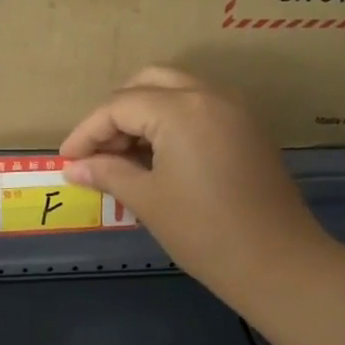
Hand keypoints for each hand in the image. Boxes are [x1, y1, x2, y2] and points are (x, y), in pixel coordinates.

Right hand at [59, 68, 330, 307]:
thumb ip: (108, 173)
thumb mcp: (147, 200)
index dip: (87, 132)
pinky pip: (200, 107)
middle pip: (148, 82)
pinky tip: (158, 157)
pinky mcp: (248, 128)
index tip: (67, 160)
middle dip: (116, 112)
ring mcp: (234, 109)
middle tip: (98, 150)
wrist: (277, 262)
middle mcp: (209, 95)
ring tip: (124, 156)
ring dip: (145, 113)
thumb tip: (75, 167)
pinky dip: (172, 121)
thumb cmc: (204, 232)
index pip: (119, 106)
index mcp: (181, 109)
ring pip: (177, 91)